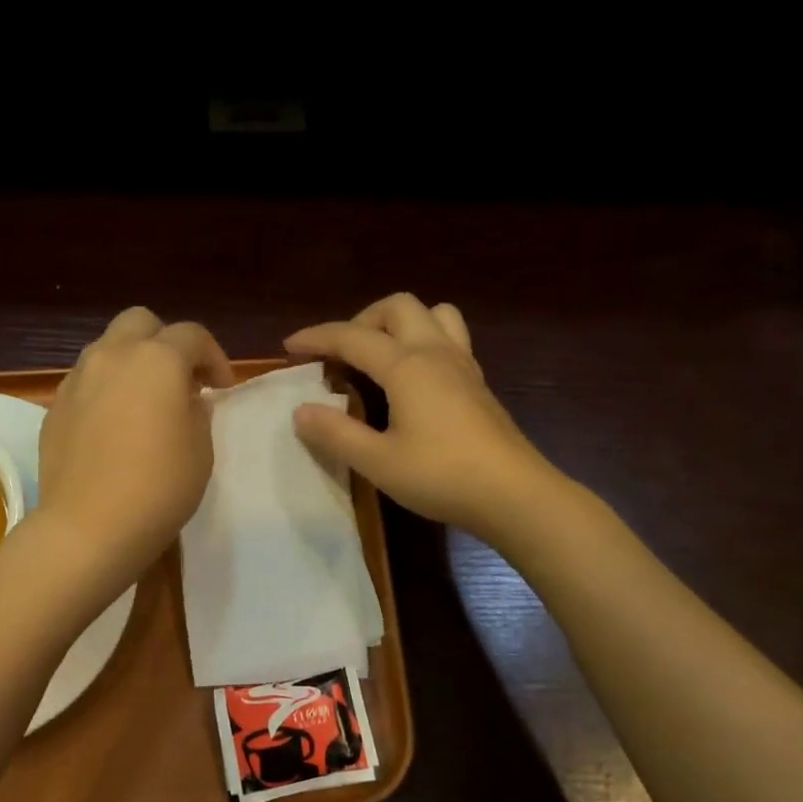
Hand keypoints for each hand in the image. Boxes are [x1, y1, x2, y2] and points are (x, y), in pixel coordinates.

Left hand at [39, 306, 233, 585]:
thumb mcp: (200, 451)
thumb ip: (197, 412)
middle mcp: (112, 356)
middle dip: (166, 342)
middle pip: (141, 322)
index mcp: (157, 360)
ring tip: (145, 402)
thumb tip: (187, 400)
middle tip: (181, 381)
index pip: (192, 335)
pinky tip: (114, 426)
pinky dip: (106, 390)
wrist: (88, 528)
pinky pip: (86, 382)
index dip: (214, 357)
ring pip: (107, 349)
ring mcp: (77, 379)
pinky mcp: (55, 407)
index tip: (221, 389)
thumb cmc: (158, 489)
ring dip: (132, 363)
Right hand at [284, 293, 565, 541]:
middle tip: (339, 352)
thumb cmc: (441, 476)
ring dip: (399, 322)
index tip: (289, 346)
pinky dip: (422, 341)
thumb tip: (301, 411)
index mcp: (407, 365)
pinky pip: (449, 339)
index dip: (317, 338)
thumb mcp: (377, 461)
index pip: (352, 337)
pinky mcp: (478, 384)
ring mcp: (463, 365)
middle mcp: (436, 352)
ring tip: (379, 354)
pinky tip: (412, 378)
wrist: (513, 494)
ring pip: (433, 314)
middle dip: (361, 319)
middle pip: (398, 307)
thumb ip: (336, 433)